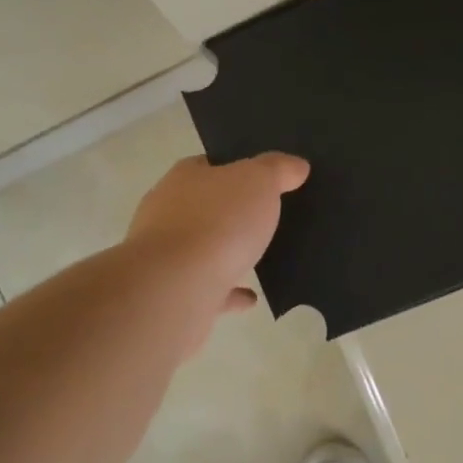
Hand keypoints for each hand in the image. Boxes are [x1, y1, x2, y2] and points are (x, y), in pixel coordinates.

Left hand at [126, 152, 309, 323]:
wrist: (176, 288)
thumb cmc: (217, 222)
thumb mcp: (259, 181)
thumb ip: (278, 169)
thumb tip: (297, 165)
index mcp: (183, 179)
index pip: (206, 165)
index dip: (233, 168)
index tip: (260, 179)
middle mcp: (167, 213)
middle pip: (202, 206)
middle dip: (228, 211)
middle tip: (265, 217)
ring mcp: (166, 256)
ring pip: (202, 248)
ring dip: (227, 252)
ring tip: (261, 257)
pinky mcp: (173, 293)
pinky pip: (208, 288)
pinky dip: (229, 291)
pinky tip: (251, 297)